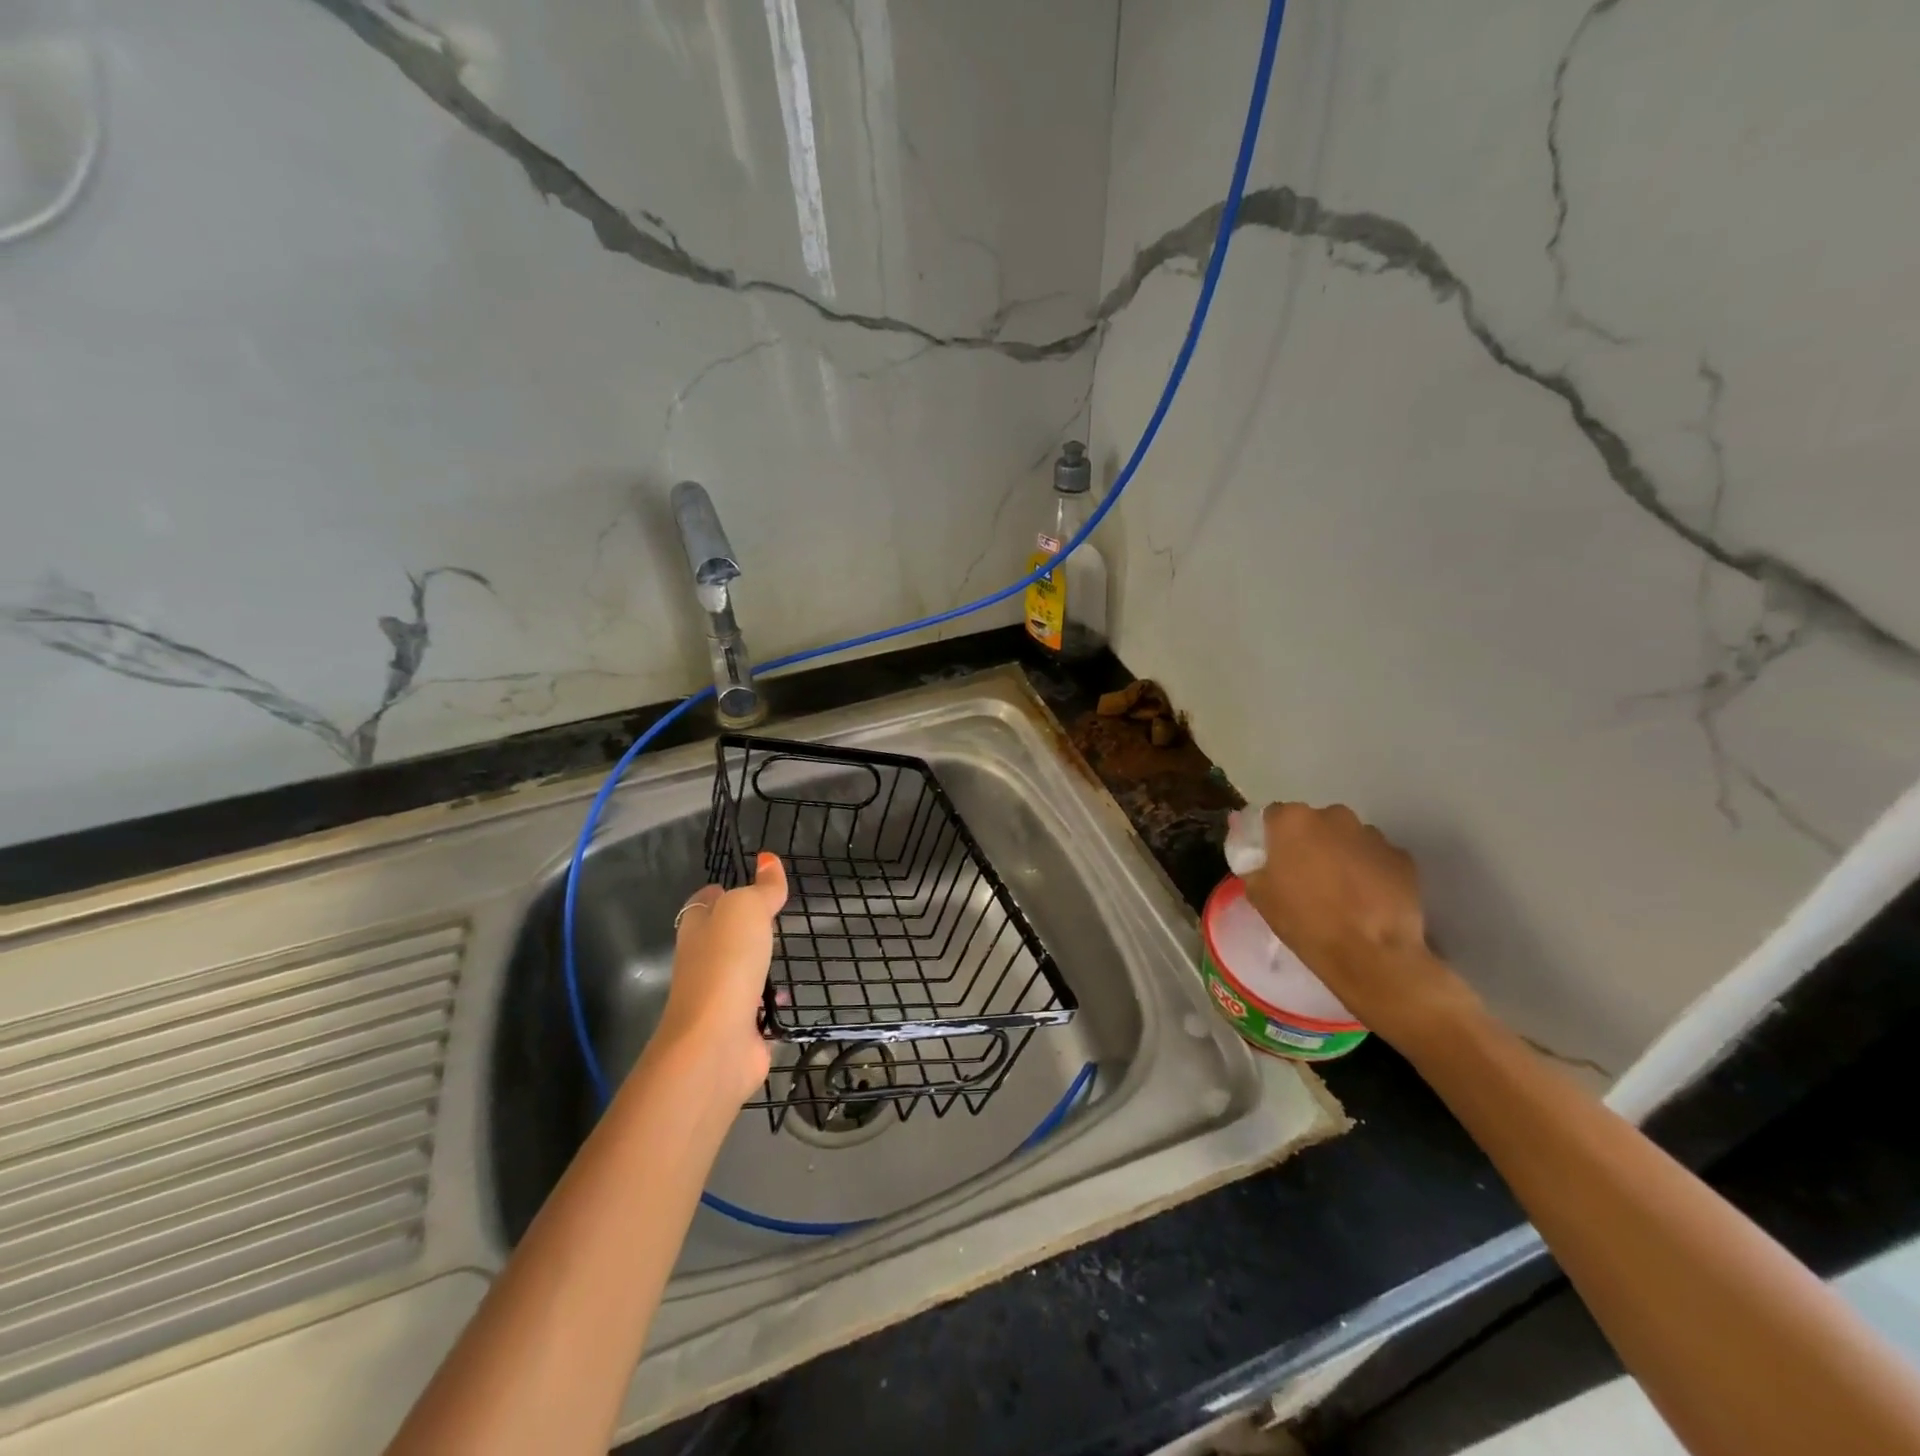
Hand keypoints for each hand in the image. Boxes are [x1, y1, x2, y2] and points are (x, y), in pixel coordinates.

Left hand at [650, 852, 788, 1105]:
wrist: (715, 1041)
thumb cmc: (726, 963)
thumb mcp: (747, 910)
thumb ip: (762, 888)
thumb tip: (768, 859)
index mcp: (696, 927)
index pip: (705, 902)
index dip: (722, 891)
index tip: (748, 884)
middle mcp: (701, 961)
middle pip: (720, 937)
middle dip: (743, 929)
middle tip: (774, 918)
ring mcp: (717, 997)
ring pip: (739, 972)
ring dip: (758, 966)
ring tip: (786, 954)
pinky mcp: (738, 1027)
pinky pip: (757, 1008)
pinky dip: (771, 1002)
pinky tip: (790, 997)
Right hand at [1238, 803, 1473, 1045]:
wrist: (1371, 955)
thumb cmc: (1304, 921)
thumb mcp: (1259, 894)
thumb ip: (1252, 862)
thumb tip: (1254, 849)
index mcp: (1292, 820)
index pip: (1274, 816)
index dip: (1272, 838)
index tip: (1274, 861)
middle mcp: (1333, 816)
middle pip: (1314, 823)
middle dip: (1310, 843)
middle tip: (1306, 877)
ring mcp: (1372, 834)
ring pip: (1348, 838)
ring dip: (1341, 855)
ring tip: (1342, 892)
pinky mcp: (1402, 856)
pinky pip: (1376, 857)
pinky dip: (1370, 871)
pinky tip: (1368, 900)